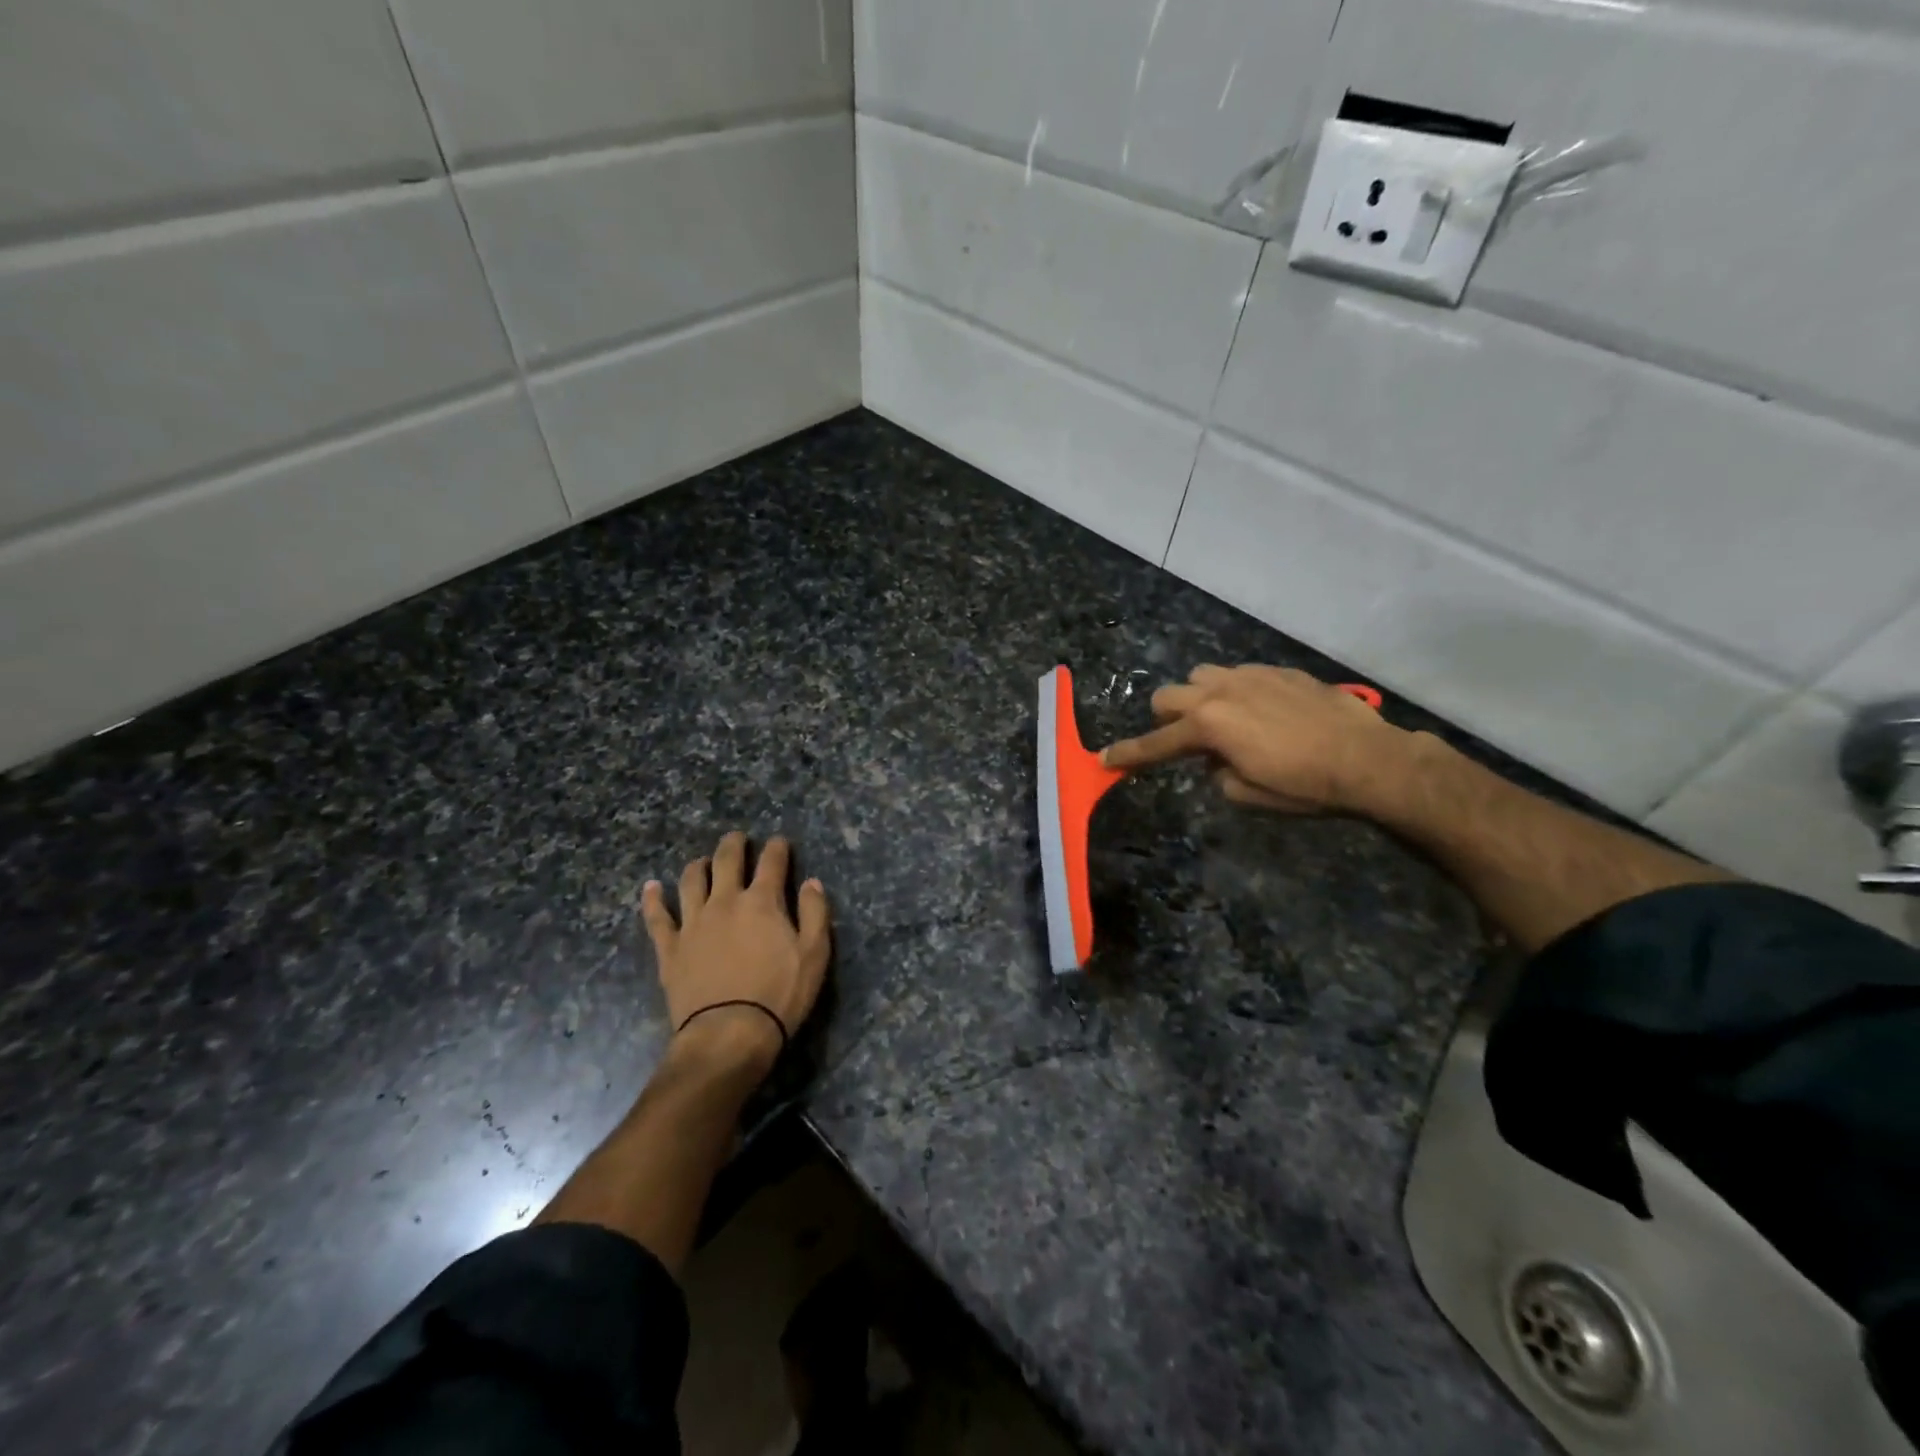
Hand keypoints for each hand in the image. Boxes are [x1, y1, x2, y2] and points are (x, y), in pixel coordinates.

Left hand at [641, 833, 831, 1076]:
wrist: (729, 1034)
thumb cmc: (779, 995)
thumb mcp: (815, 955)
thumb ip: (815, 913)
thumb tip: (811, 883)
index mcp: (762, 901)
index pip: (772, 862)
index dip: (778, 848)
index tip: (780, 842)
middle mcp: (725, 901)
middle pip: (727, 860)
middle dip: (735, 844)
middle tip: (738, 838)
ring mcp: (693, 923)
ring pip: (691, 881)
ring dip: (698, 865)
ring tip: (703, 862)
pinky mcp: (670, 948)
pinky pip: (657, 917)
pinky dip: (653, 899)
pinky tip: (651, 887)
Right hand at [1100, 664, 1411, 813]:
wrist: (1368, 758)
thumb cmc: (1304, 785)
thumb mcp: (1247, 794)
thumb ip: (1216, 773)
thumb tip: (1216, 760)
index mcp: (1208, 725)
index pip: (1156, 743)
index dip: (1128, 755)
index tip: (1104, 760)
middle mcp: (1220, 692)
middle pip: (1167, 696)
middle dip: (1165, 720)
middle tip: (1186, 742)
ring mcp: (1250, 676)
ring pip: (1200, 677)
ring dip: (1198, 699)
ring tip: (1223, 722)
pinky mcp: (1278, 671)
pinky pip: (1239, 675)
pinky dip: (1235, 693)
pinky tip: (1261, 713)